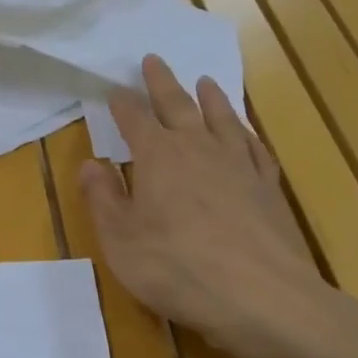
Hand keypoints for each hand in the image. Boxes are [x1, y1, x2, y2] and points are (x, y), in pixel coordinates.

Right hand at [80, 55, 339, 357]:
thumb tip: (89, 164)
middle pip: (178, 105)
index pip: (135, 119)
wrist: (263, 297)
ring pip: (222, 118)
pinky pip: (254, 147)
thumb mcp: (120, 239)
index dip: (122, 103)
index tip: (113, 90)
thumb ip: (102, 197)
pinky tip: (245, 133)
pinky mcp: (268, 188)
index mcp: (158, 157)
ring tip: (205, 81)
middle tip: (154, 60)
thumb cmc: (178, 268)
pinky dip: (245, 133)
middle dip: (162, 82)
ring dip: (210, 98)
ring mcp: (239, 165)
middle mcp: (199, 149)